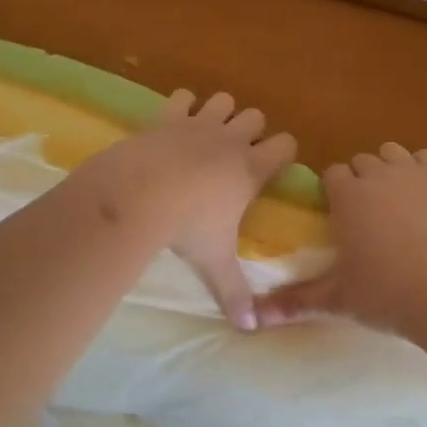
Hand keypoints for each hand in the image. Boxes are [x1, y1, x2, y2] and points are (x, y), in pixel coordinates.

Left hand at [86, 89, 295, 329]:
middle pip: (256, 116)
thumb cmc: (187, 227)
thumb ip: (234, 292)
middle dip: (251, 130)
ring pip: (223, 100)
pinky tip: (174, 122)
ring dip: (219, 113)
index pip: (286, 145)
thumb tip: (249, 329)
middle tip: (236, 155)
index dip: (283, 152)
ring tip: (207, 135)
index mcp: (251, 168)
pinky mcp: (168, 115)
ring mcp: (199, 123)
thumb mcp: (213, 261)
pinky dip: (182, 105)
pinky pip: (183, 96)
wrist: (140, 194)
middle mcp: (231, 139)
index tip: (274, 165)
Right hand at [253, 143, 426, 341]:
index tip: (341, 216)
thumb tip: (255, 319)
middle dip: (361, 181)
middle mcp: (376, 173)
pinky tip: (426, 195)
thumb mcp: (338, 300)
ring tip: (398, 202)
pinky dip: (422, 169)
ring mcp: (412, 171)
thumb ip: (297, 301)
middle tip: (369, 216)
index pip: (331, 175)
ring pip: (392, 153)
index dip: (335, 192)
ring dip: (389, 170)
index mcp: (346, 195)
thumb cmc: (387, 294)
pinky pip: (425, 157)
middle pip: (361, 162)